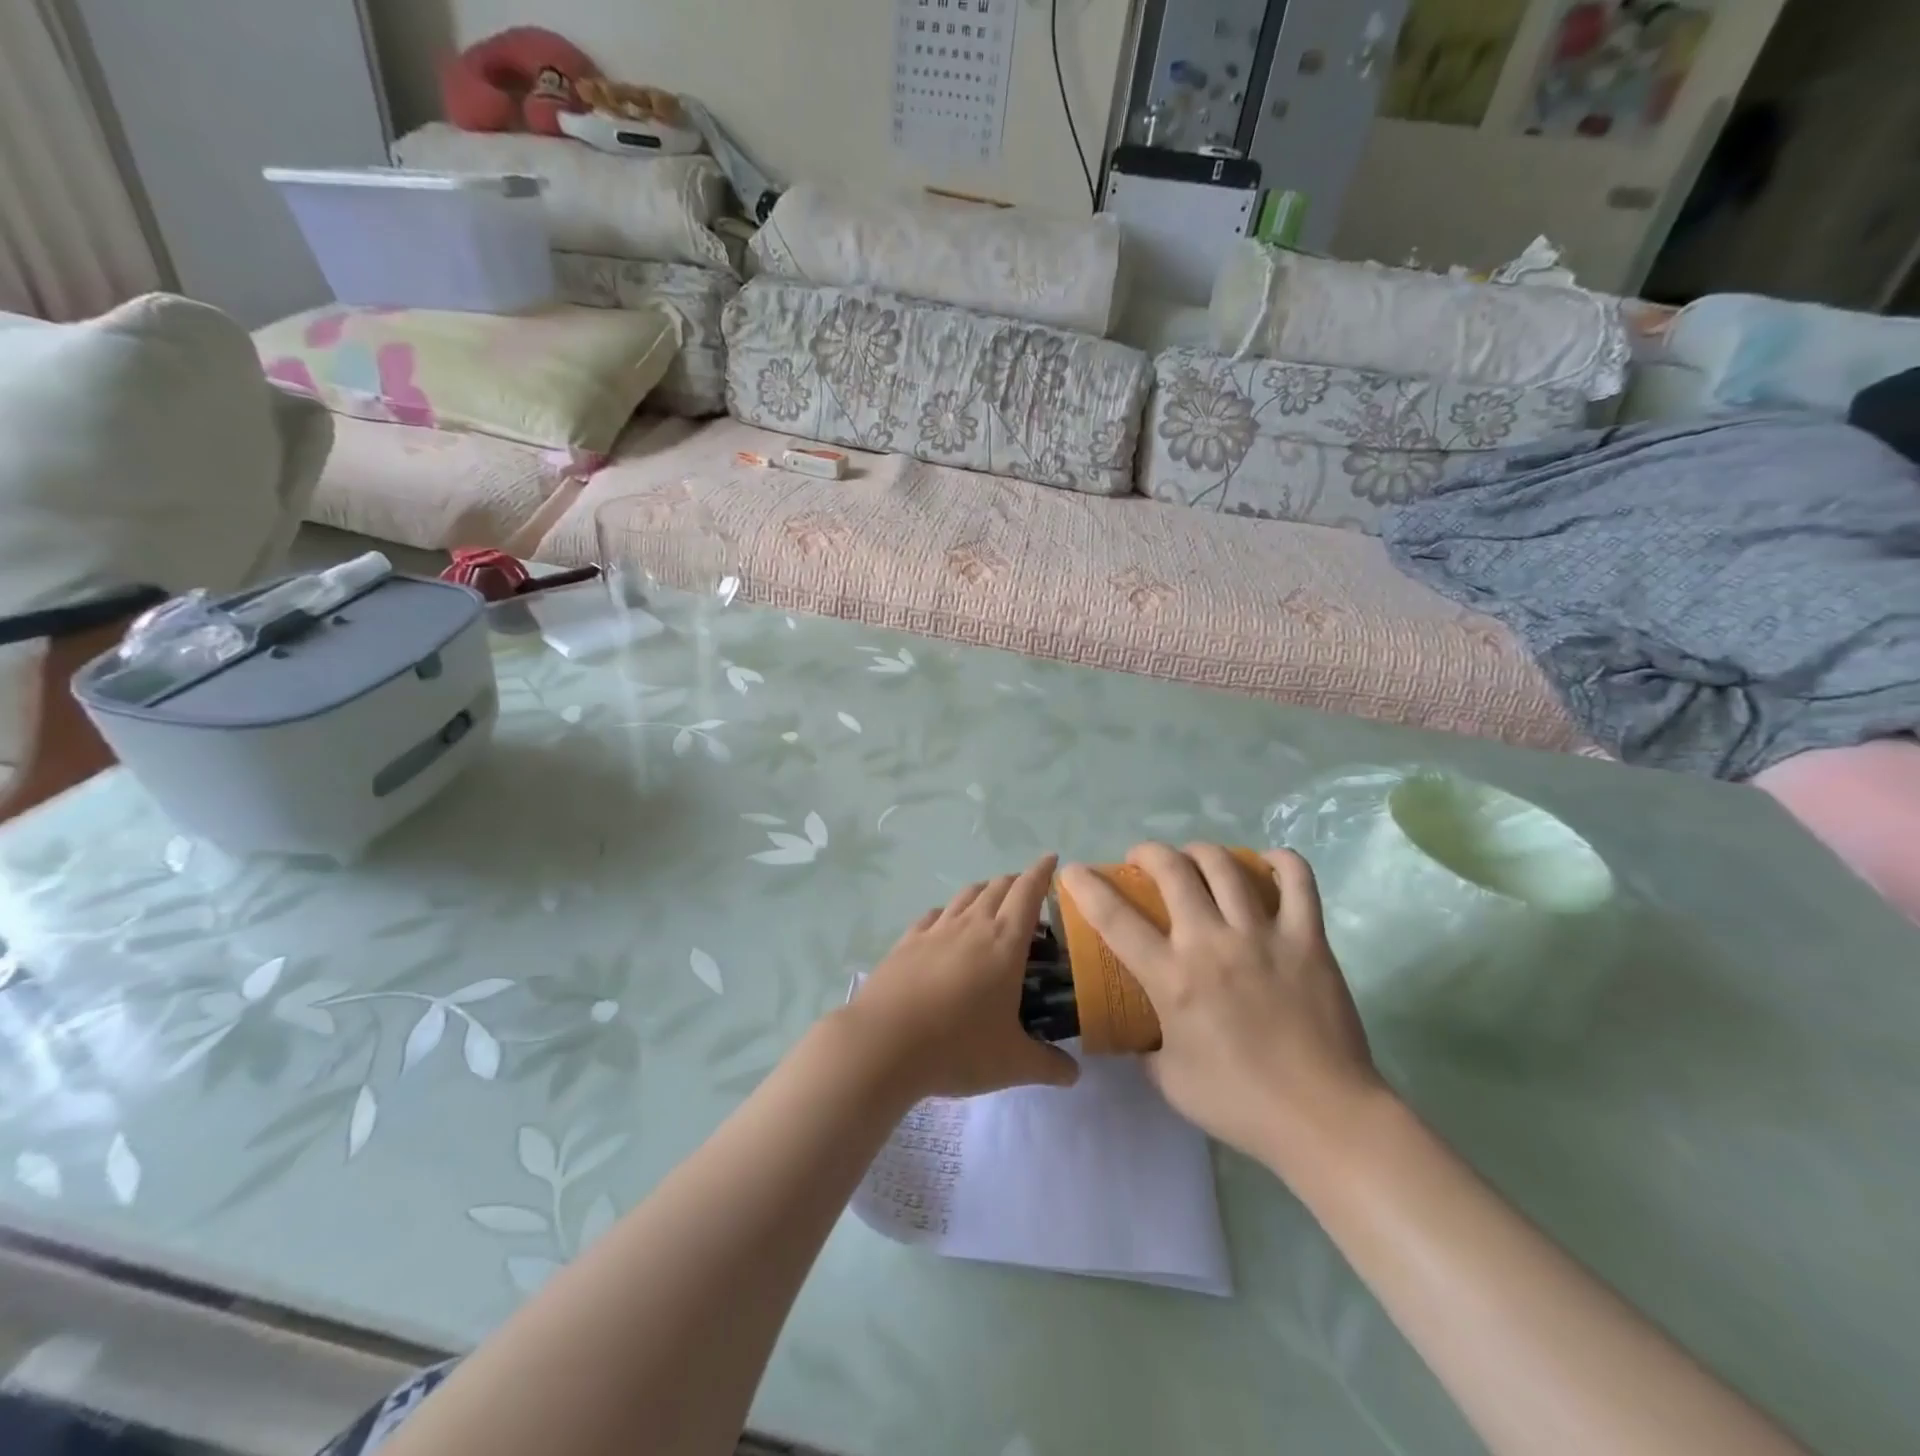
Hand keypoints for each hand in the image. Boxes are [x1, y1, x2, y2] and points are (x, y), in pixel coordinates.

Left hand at [845, 856, 1079, 1100]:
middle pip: (998, 888)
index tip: (1052, 859)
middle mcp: (972, 925)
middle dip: (1016, 882)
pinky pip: (934, 915)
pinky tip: (945, 923)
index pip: (1028, 893)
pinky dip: (948, 911)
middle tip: (1027, 891)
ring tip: (991, 900)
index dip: (1042, 872)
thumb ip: (1047, 1065)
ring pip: (965, 895)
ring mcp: (935, 930)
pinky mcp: (906, 942)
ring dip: (983, 891)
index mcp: (1005, 943)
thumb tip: (1074, 1075)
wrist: (884, 1043)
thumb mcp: (1012, 1063)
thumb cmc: (958, 1047)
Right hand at [1058, 844, 1385, 1172]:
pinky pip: (1298, 881)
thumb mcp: (1169, 1080)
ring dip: (1200, 851)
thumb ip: (1146, 1047)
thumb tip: (1138, 1030)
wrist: (1323, 1119)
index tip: (1073, 870)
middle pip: (1172, 870)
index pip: (1114, 918)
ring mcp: (1262, 936)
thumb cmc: (1240, 1104)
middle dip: (1148, 853)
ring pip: (1225, 865)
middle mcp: (1211, 943)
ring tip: (1195, 859)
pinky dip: (1280, 862)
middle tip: (1144, 862)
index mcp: (1172, 978)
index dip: (1086, 886)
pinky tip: (1267, 863)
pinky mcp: (1307, 939)